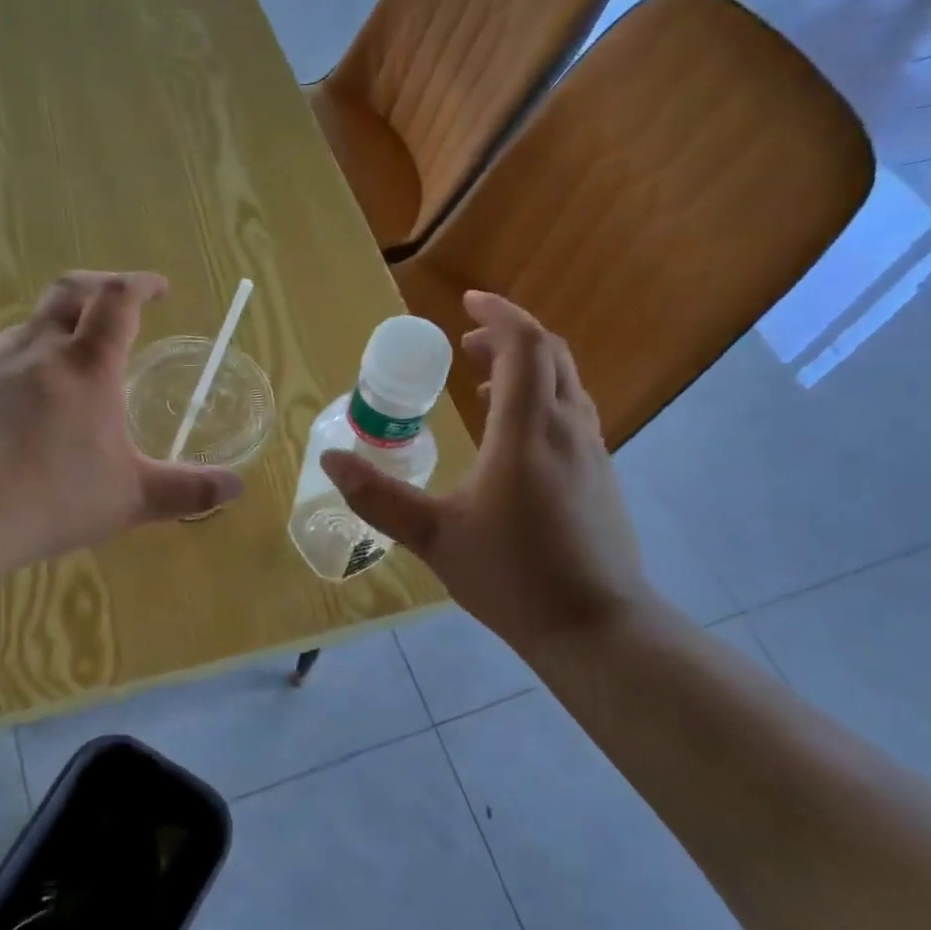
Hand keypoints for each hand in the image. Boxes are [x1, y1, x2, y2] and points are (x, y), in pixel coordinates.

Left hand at [0, 271, 241, 565]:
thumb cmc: (53, 499)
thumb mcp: (132, 499)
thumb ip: (187, 490)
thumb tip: (235, 488)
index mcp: (87, 365)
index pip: (119, 299)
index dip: (142, 284)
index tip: (160, 288)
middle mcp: (36, 350)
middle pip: (68, 291)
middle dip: (99, 287)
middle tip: (118, 303)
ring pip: (28, 327)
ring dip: (56, 329)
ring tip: (70, 362)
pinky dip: (18, 368)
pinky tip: (18, 409)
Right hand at [321, 292, 654, 655]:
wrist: (594, 626)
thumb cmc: (511, 577)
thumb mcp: (434, 537)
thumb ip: (379, 497)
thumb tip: (329, 461)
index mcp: (527, 432)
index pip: (524, 346)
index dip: (498, 315)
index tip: (466, 303)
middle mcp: (567, 429)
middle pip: (550, 355)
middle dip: (509, 337)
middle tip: (467, 343)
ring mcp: (591, 452)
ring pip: (565, 385)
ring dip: (527, 369)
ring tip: (482, 385)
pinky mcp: (600, 476)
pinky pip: (571, 414)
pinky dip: (541, 401)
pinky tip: (513, 439)